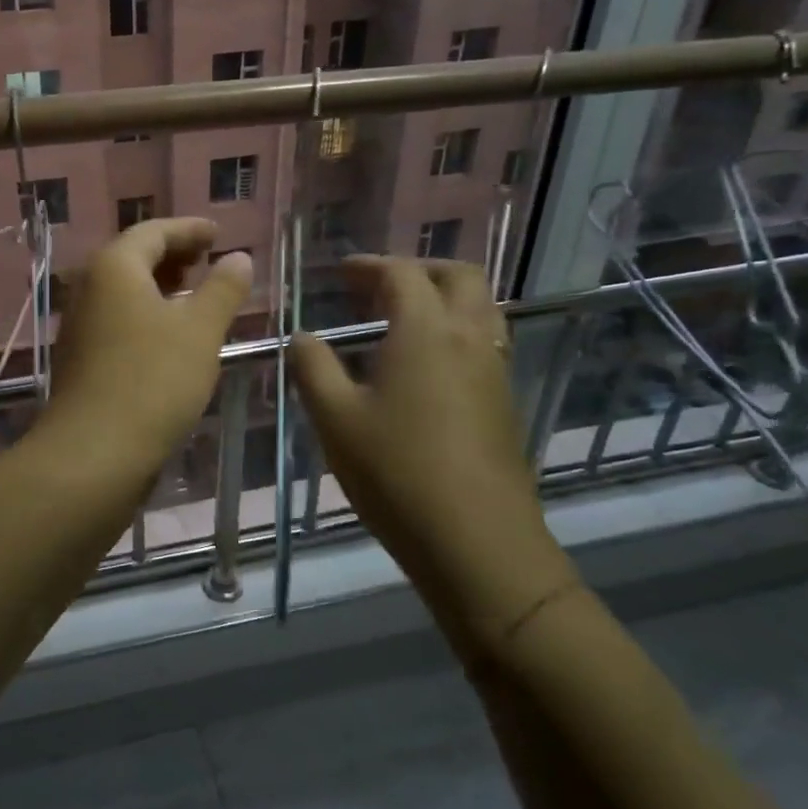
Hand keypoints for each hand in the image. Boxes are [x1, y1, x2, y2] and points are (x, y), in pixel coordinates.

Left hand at [42, 219, 251, 466]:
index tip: (217, 233)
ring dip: (160, 287)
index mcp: (114, 268)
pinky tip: (170, 337)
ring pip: (124, 292)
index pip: (153, 232)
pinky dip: (146, 315)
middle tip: (208, 260)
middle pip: (133, 258)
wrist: (93, 452)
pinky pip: (118, 319)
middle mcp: (89, 288)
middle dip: (173, 256)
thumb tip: (239, 257)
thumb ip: (222, 289)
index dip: (188, 229)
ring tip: (195, 296)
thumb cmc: (152, 380)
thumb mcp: (200, 330)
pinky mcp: (81, 358)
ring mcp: (80, 325)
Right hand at [288, 257, 571, 655]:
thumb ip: (312, 367)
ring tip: (402, 318)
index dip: (370, 265)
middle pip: (458, 276)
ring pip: (481, 307)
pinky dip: (457, 329)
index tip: (342, 271)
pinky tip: (426, 364)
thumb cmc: (397, 472)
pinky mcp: (505, 401)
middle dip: (418, 269)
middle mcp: (469, 338)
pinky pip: (486, 340)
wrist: (478, 543)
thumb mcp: (335, 418)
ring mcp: (495, 370)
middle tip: (379, 285)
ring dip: (443, 297)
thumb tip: (303, 337)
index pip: (402, 274)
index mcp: (426, 331)